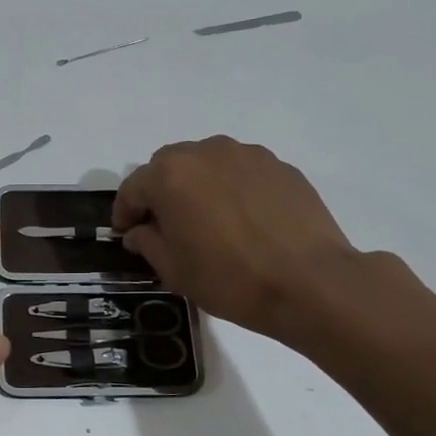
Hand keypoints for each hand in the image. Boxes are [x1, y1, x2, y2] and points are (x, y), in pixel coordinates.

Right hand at [113, 136, 362, 343]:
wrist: (311, 283)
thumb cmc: (230, 279)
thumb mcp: (175, 270)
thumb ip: (148, 243)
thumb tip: (139, 231)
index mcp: (171, 175)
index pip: (133, 187)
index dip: (125, 212)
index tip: (125, 233)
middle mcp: (206, 152)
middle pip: (169, 166)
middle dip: (160, 192)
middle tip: (165, 225)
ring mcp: (247, 155)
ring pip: (208, 164)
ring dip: (198, 185)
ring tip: (207, 219)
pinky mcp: (281, 167)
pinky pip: (242, 172)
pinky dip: (232, 189)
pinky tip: (243, 220)